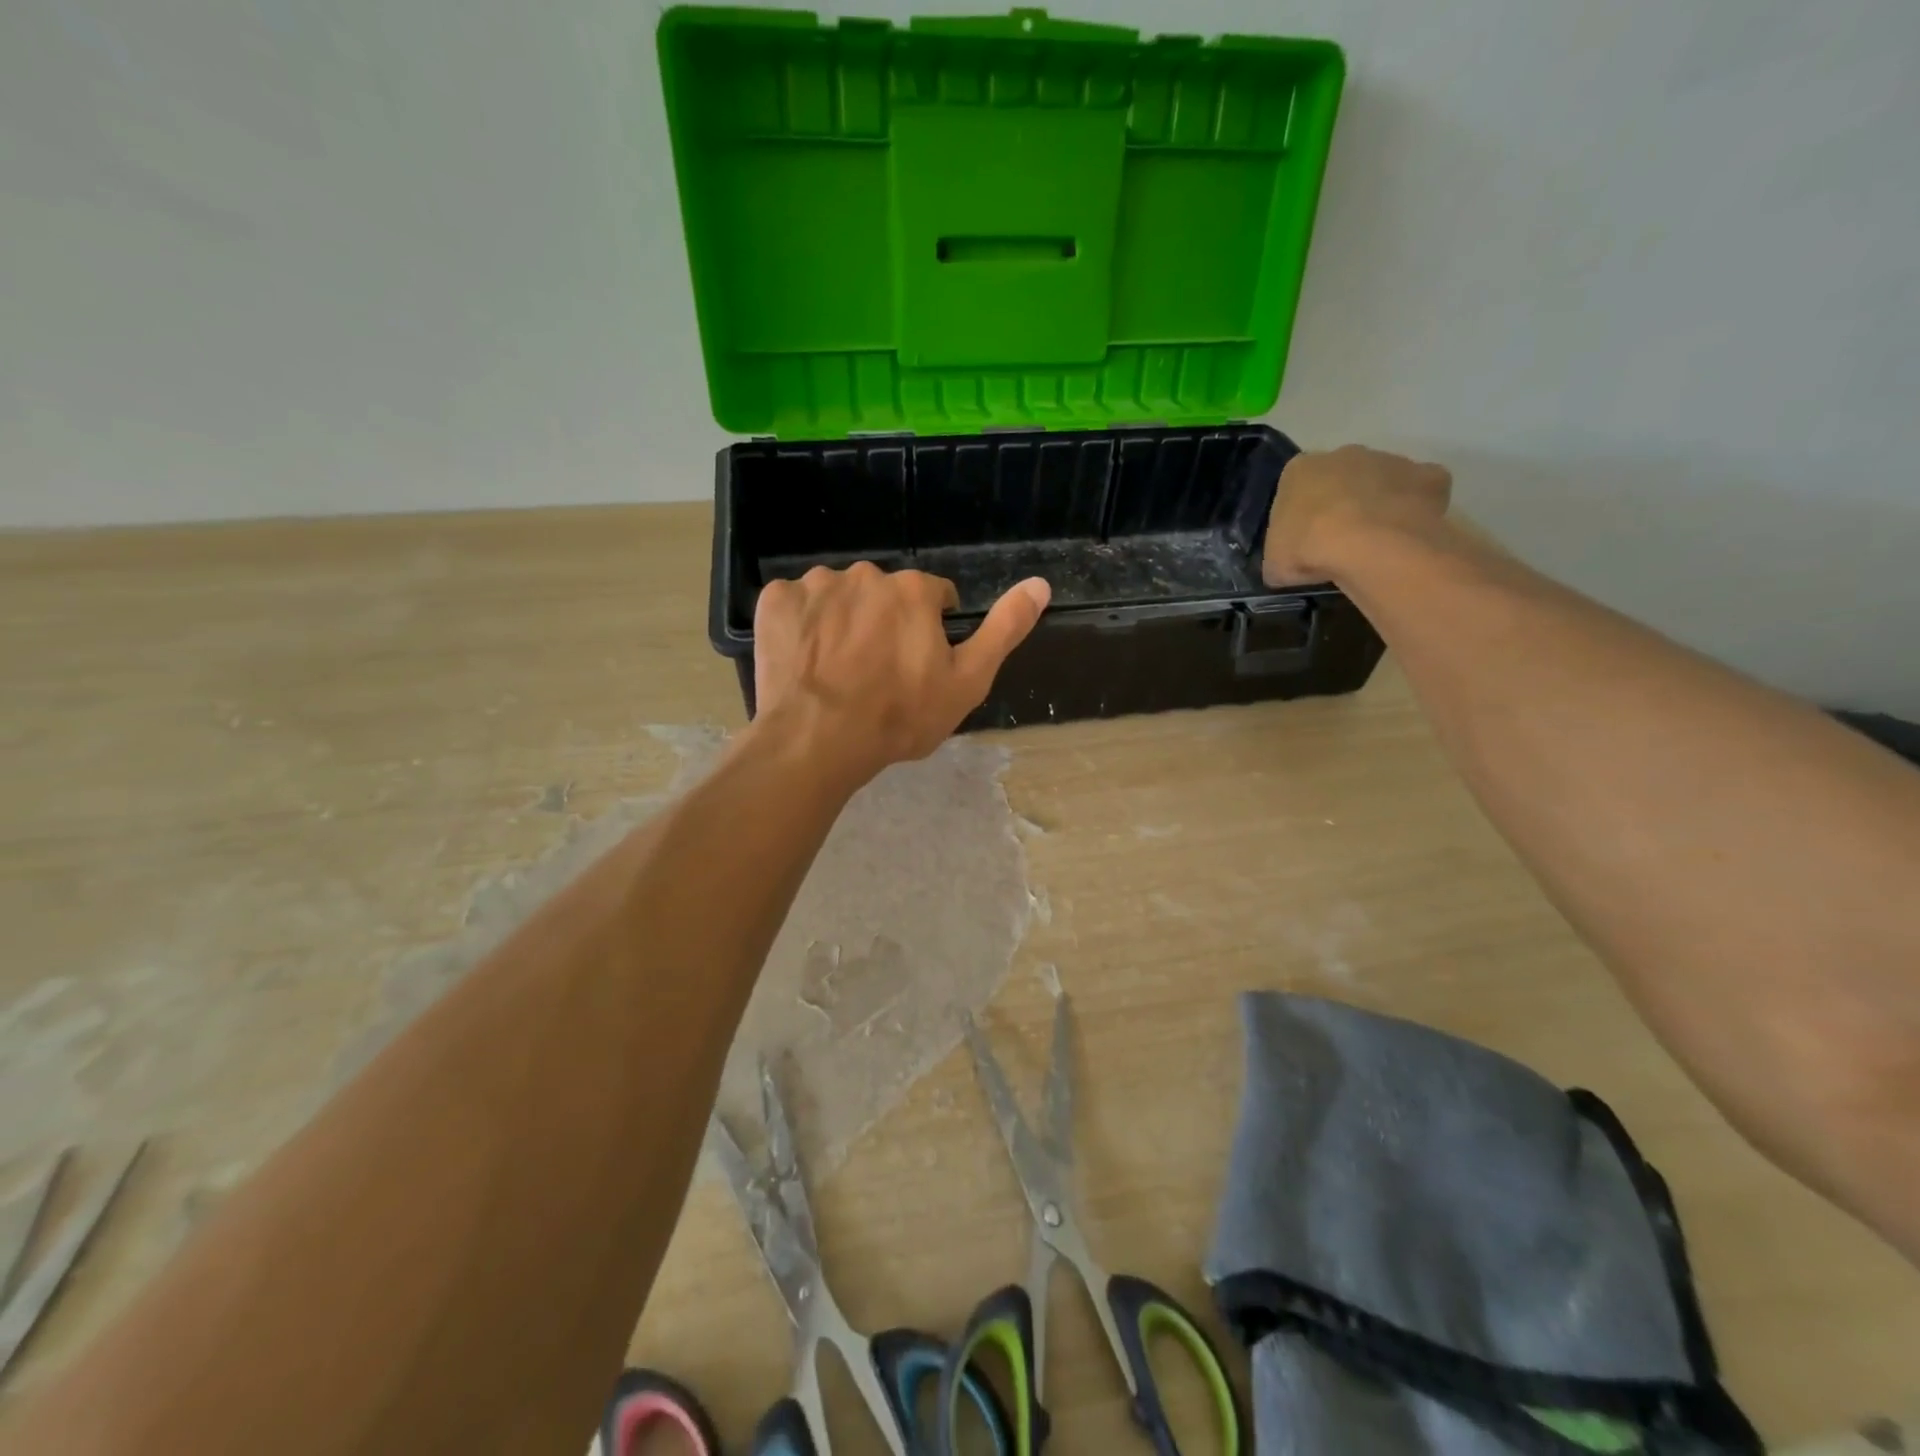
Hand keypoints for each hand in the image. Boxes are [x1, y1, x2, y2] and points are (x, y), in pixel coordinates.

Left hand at [751, 564, 1050, 787]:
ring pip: (838, 598)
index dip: (929, 632)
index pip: (932, 598)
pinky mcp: (775, 601)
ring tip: (837, 672)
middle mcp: (865, 575)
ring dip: (841, 623)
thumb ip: (1005, 629)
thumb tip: (1041, 584)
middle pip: (883, 597)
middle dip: (883, 625)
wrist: (818, 739)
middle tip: (875, 675)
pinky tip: (804, 662)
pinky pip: (795, 605)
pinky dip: (801, 626)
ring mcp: (816, 585)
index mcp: (913, 591)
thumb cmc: (900, 717)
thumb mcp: (967, 681)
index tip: (917, 666)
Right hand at [1262, 445, 1451, 586]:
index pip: (1296, 487)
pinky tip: (1407, 534)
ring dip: (1378, 504)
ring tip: (1376, 543)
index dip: (1301, 514)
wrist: (1368, 546)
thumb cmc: (1308, 548)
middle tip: (1340, 540)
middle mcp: (1345, 454)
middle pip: (1341, 477)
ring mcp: (1390, 461)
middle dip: (1341, 502)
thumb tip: (1289, 563)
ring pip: (1382, 481)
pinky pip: (1420, 491)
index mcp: (1299, 470)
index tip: (1305, 539)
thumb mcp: (1275, 562)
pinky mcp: (1428, 476)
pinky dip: (1416, 508)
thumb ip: (1281, 553)